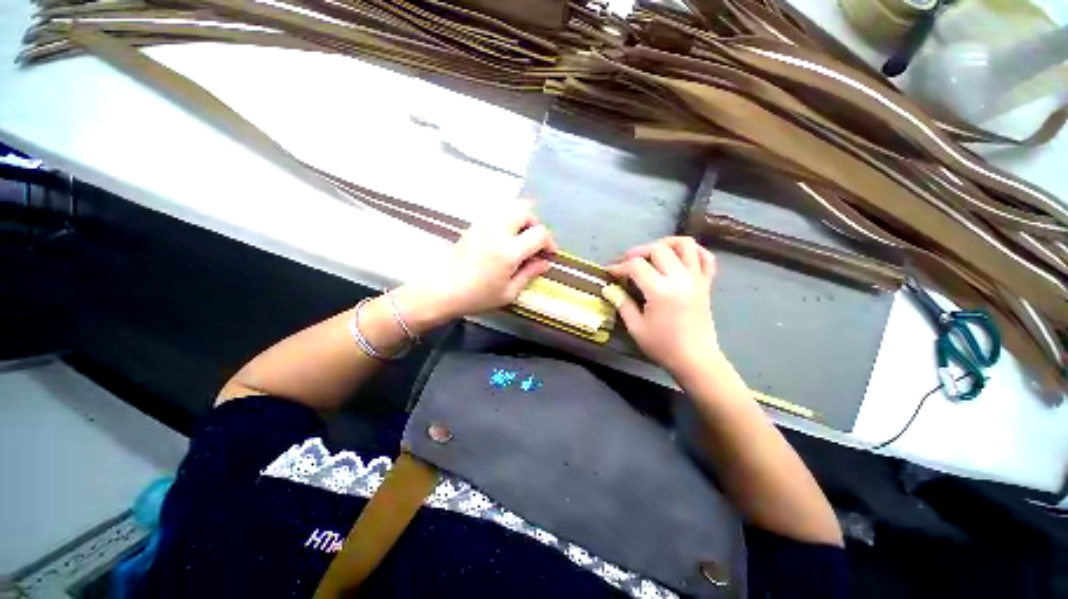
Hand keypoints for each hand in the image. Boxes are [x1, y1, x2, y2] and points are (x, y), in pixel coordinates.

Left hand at [396, 200, 557, 330]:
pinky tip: (505, 238)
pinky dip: (508, 219)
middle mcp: (497, 230)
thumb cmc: (478, 296)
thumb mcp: (509, 292)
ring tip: (520, 238)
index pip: (539, 234)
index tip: (549, 253)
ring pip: (510, 206)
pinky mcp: (474, 224)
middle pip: (525, 210)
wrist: (443, 289)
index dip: (549, 242)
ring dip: (521, 219)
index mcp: (508, 251)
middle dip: (535, 224)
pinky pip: (498, 212)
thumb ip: (529, 273)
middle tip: (534, 242)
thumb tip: (545, 263)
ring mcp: (484, 224)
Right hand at [606, 236, 721, 377]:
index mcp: (660, 291)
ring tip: (652, 253)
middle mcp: (680, 279)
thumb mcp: (636, 327)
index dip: (619, 267)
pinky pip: (705, 257)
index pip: (636, 266)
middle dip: (637, 252)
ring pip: (685, 245)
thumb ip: (622, 304)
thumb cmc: (663, 346)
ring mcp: (696, 279)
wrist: (695, 359)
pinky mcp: (706, 283)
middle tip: (626, 263)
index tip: (609, 272)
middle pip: (658, 249)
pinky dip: (693, 251)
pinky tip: (679, 256)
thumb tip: (608, 288)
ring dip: (665, 243)